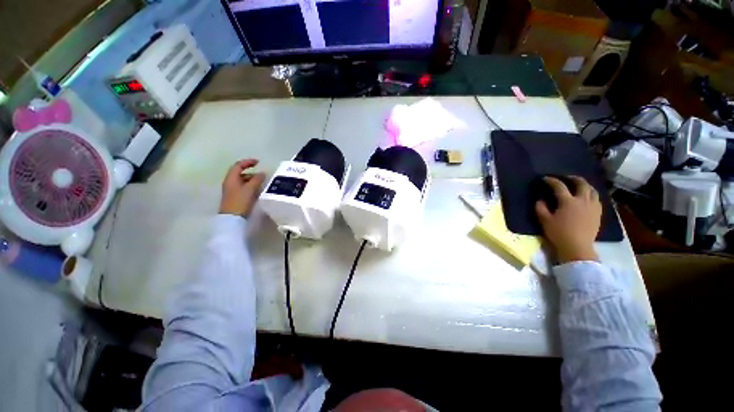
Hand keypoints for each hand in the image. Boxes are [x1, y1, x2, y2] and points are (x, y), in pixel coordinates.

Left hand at [219, 159, 265, 216]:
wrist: (232, 218)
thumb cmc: (240, 201)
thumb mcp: (250, 189)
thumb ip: (257, 179)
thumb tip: (262, 173)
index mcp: (231, 178)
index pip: (238, 165)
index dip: (248, 162)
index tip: (258, 162)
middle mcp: (230, 183)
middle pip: (240, 173)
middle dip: (251, 173)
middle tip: (262, 176)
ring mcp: (231, 190)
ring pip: (242, 181)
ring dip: (252, 180)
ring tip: (262, 184)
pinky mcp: (235, 197)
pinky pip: (243, 188)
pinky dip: (250, 187)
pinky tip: (257, 191)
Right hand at [535, 176, 600, 262]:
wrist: (577, 247)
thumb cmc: (559, 233)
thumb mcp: (544, 220)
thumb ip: (540, 208)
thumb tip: (541, 199)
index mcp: (568, 201)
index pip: (559, 186)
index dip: (551, 181)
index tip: (545, 179)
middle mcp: (582, 200)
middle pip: (581, 183)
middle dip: (573, 178)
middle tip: (565, 178)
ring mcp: (593, 206)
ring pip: (592, 190)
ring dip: (585, 185)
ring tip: (578, 185)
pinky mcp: (598, 213)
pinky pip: (597, 199)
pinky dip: (591, 194)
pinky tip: (587, 197)